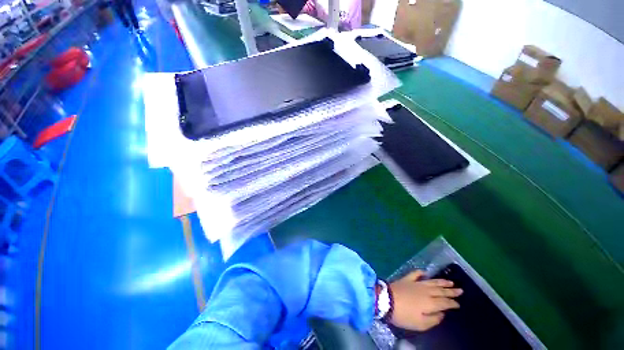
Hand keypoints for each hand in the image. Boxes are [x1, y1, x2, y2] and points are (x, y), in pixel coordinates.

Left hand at [389, 270, 461, 330]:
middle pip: (441, 290)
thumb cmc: (404, 315)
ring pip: (432, 282)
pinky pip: (415, 274)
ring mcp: (415, 283)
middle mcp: (425, 291)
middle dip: (451, 291)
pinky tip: (425, 272)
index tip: (459, 303)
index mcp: (431, 302)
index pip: (445, 302)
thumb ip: (434, 319)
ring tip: (450, 281)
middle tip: (460, 290)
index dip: (453, 303)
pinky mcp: (406, 279)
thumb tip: (442, 313)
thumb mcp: (421, 324)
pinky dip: (421, 272)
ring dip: (441, 281)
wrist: (386, 300)